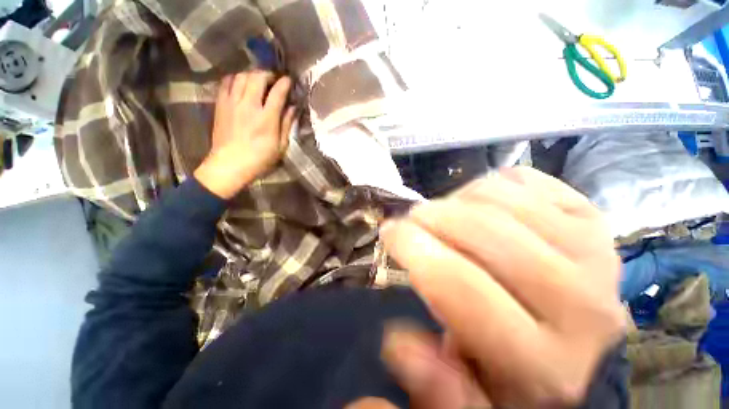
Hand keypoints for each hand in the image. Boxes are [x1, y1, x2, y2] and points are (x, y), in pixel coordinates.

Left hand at [194, 71, 295, 198]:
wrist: (229, 165)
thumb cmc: (260, 159)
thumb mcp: (280, 146)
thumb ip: (286, 124)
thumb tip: (293, 107)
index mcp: (267, 118)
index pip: (277, 92)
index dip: (285, 83)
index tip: (289, 80)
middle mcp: (249, 106)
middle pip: (257, 77)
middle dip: (268, 74)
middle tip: (274, 79)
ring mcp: (232, 103)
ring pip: (241, 76)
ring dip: (252, 74)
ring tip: (258, 80)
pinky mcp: (220, 104)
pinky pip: (226, 82)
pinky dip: (235, 78)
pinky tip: (241, 84)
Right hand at [380, 167, 624, 407]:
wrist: (573, 331)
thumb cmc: (514, 363)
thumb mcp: (471, 390)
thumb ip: (436, 385)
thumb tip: (398, 344)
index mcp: (545, 364)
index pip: (462, 288)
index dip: (413, 249)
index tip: (389, 231)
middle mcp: (583, 306)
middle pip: (481, 231)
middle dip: (428, 216)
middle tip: (410, 219)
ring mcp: (594, 250)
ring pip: (496, 197)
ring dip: (453, 200)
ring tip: (443, 215)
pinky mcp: (592, 215)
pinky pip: (518, 180)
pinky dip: (483, 187)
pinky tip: (477, 206)